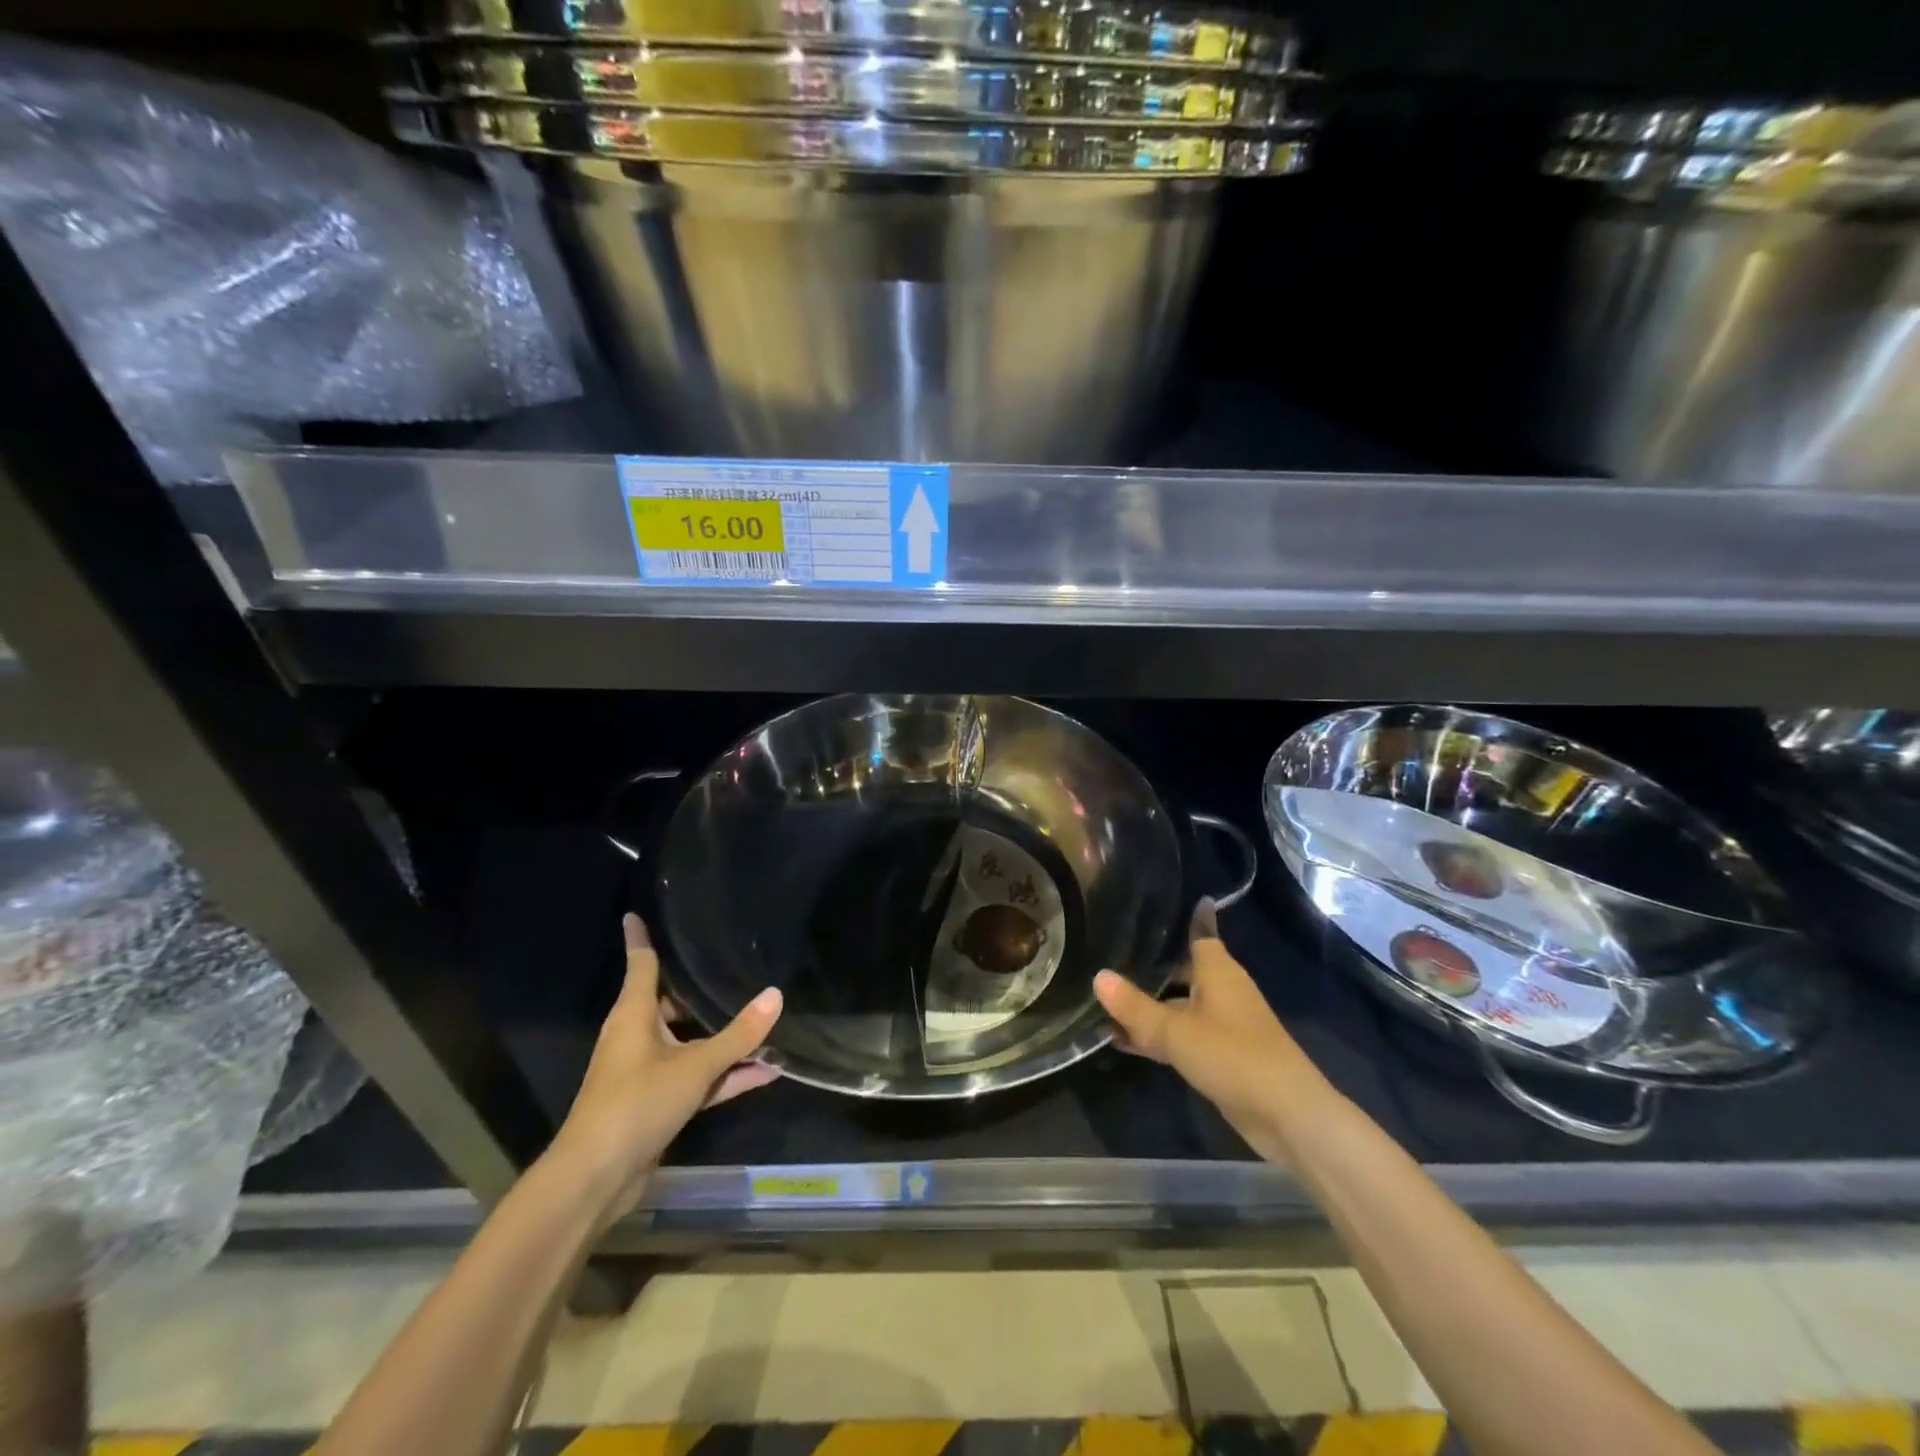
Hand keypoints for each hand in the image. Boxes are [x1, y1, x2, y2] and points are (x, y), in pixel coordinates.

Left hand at [548, 914, 782, 1212]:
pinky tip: (766, 1073)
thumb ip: (738, 1035)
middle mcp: (638, 1037)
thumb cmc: (636, 1104)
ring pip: (691, 1043)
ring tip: (767, 1024)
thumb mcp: (695, 1066)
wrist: (596, 1179)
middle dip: (701, 990)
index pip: (641, 964)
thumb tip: (776, 995)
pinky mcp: (658, 1103)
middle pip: (671, 1003)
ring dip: (724, 1040)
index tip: (635, 913)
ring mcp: (648, 1072)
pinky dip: (726, 1075)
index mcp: (633, 1016)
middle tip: (733, 966)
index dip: (640, 938)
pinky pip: (698, 1077)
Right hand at [1094, 900, 1327, 1164]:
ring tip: (1105, 1004)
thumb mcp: (1175, 1031)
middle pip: (1183, 971)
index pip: (1200, 932)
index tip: (1159, 905)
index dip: (1186, 918)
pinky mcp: (1223, 1056)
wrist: (1286, 1114)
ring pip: (1180, 1006)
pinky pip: (1183, 1035)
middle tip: (1109, 958)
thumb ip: (1135, 1006)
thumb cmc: (1232, 1055)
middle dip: (1151, 968)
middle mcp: (1222, 991)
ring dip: (1150, 1008)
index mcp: (1218, 971)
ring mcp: (1224, 1025)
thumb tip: (1099, 976)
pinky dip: (1159, 1036)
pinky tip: (1125, 1042)